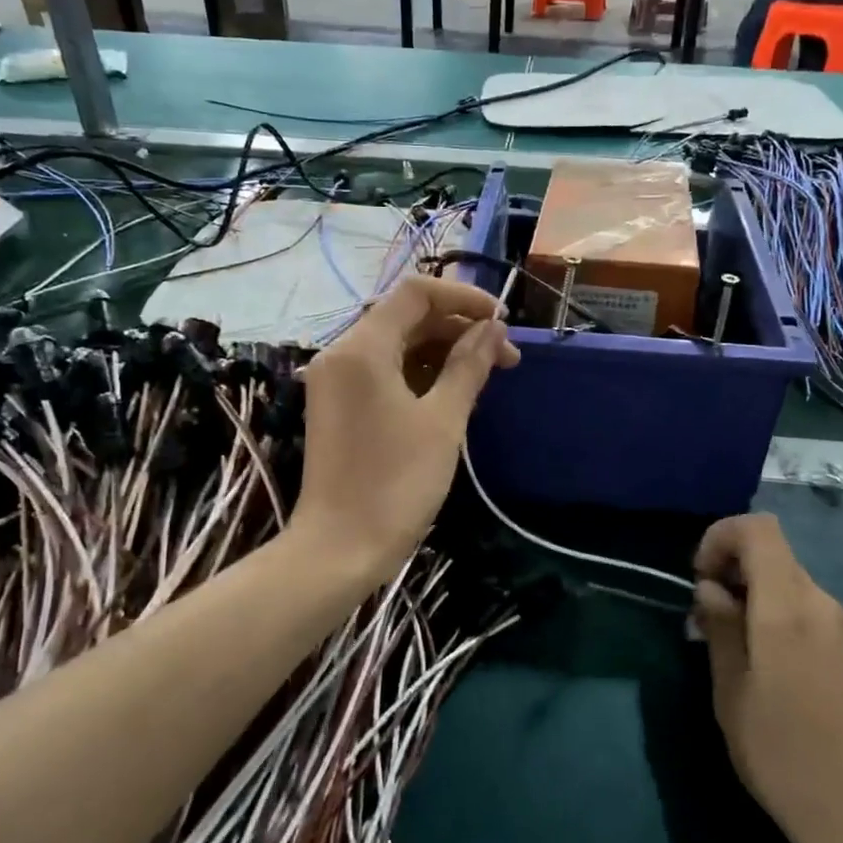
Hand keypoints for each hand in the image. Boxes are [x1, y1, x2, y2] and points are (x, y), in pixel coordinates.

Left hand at [292, 276, 518, 589]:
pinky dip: (420, 373)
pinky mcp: (339, 407)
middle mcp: (342, 354)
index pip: (416, 294)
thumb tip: (494, 330)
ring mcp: (336, 382)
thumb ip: (469, 365)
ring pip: (397, 346)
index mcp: (362, 348)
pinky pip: (384, 372)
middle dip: (458, 330)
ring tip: (486, 376)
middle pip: (406, 318)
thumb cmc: (396, 482)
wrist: (341, 549)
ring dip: (442, 352)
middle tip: (505, 359)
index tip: (502, 322)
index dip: (463, 298)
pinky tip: (453, 392)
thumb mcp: (443, 420)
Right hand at [692, 513, 842, 842]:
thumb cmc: (782, 755)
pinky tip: (766, 664)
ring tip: (730, 645)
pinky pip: (808, 609)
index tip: (700, 579)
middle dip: (732, 569)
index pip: (758, 529)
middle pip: (773, 553)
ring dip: (753, 594)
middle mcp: (822, 604)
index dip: (721, 537)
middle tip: (706, 618)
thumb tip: (710, 588)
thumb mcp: (731, 691)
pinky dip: (777, 614)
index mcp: (788, 607)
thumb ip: (720, 627)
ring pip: (789, 581)